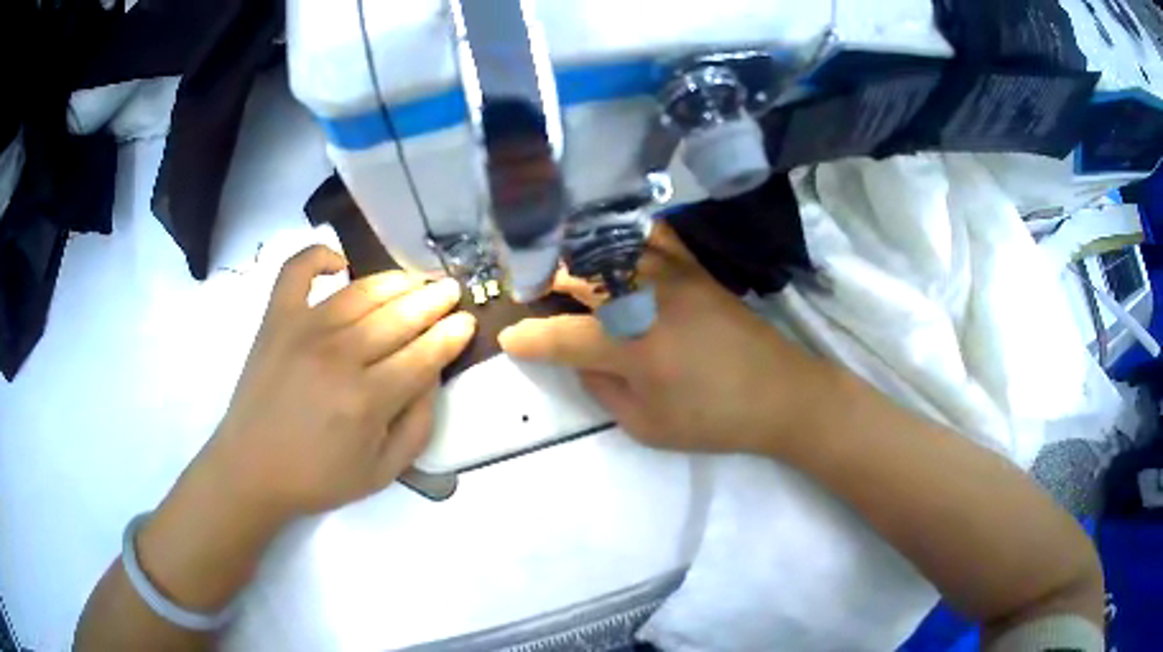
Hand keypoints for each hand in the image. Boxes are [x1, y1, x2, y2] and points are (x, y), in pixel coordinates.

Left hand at [203, 246, 475, 518]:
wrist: (251, 469)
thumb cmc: (318, 477)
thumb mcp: (383, 472)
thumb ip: (419, 425)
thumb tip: (433, 375)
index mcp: (367, 400)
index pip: (423, 355)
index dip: (450, 335)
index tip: (467, 321)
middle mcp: (338, 356)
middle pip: (398, 317)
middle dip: (433, 301)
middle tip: (451, 291)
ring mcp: (303, 330)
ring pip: (361, 291)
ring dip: (396, 281)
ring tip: (416, 280)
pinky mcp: (276, 319)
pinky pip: (297, 270)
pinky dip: (319, 256)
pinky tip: (340, 262)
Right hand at [499, 223, 831, 455]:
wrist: (780, 394)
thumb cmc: (713, 419)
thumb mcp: (647, 425)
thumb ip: (602, 388)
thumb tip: (580, 357)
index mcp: (634, 346)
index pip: (562, 336)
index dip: (528, 339)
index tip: (508, 338)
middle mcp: (648, 299)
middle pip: (579, 275)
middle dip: (544, 280)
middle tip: (527, 288)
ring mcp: (674, 276)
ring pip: (610, 248)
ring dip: (576, 254)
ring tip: (560, 264)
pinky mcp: (696, 268)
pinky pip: (653, 237)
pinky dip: (626, 235)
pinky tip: (613, 243)